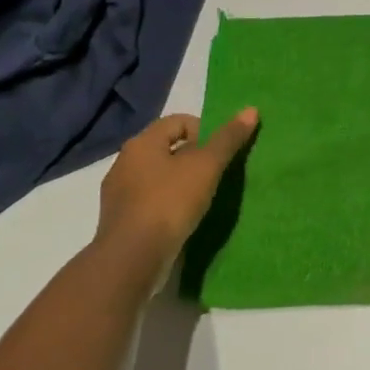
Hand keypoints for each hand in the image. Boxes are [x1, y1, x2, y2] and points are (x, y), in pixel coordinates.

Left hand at [96, 109, 257, 280]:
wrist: (132, 260)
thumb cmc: (169, 202)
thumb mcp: (206, 166)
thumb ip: (228, 138)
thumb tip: (251, 109)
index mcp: (141, 144)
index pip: (177, 121)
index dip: (204, 129)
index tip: (220, 151)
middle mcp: (124, 163)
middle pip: (167, 148)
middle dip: (194, 157)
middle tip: (216, 173)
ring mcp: (119, 194)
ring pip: (159, 177)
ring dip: (181, 182)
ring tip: (204, 198)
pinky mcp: (120, 221)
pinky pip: (150, 202)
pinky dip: (169, 204)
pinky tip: (184, 219)